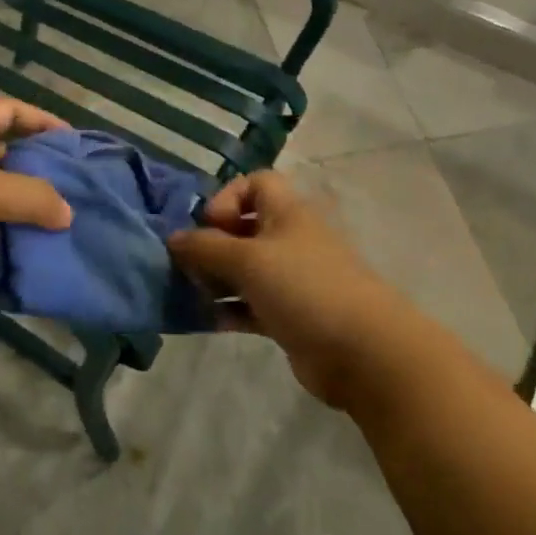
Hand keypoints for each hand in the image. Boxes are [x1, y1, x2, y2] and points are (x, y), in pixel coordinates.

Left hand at [0, 99, 73, 306]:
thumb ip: (32, 198)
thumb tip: (68, 214)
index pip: (9, 111)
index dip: (42, 120)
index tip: (73, 142)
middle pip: (2, 152)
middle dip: (36, 169)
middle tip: (73, 188)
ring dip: (18, 207)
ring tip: (58, 222)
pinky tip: (24, 249)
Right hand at [169, 169, 414, 408]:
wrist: (363, 351)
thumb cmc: (304, 287)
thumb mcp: (247, 259)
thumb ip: (205, 247)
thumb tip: (172, 238)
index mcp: (286, 212)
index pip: (255, 183)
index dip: (227, 196)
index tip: (209, 224)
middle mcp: (290, 238)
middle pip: (243, 228)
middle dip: (212, 243)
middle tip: (187, 264)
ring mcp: (292, 278)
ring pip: (245, 269)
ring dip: (216, 278)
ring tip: (190, 293)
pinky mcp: (291, 314)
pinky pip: (251, 303)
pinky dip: (230, 308)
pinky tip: (208, 320)